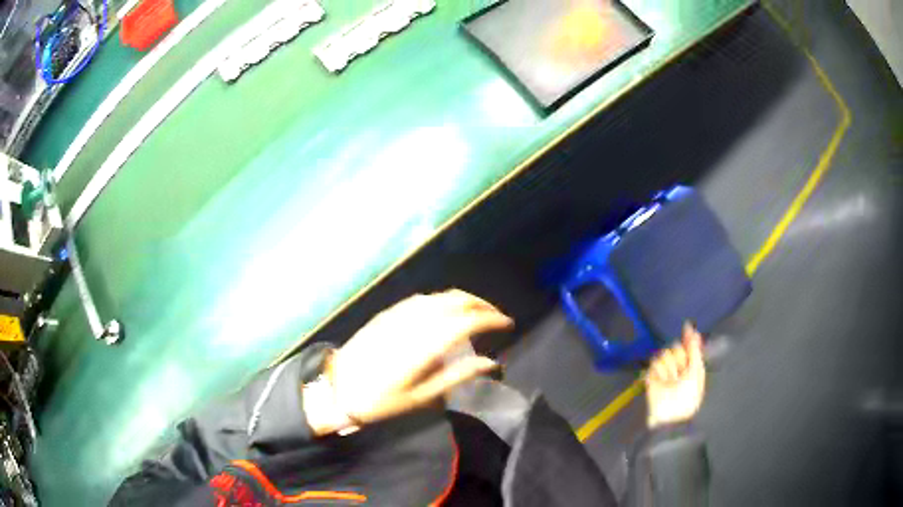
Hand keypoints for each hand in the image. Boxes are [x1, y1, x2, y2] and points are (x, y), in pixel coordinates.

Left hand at [317, 290, 512, 432]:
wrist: (338, 386)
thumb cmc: (382, 399)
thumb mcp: (423, 397)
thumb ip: (458, 376)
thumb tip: (491, 363)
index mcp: (426, 345)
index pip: (468, 321)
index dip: (492, 319)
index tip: (507, 325)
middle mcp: (415, 322)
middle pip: (456, 300)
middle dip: (482, 304)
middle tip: (496, 317)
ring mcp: (400, 314)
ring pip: (440, 296)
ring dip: (464, 299)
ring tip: (478, 312)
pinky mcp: (388, 313)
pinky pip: (422, 299)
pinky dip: (442, 300)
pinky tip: (447, 310)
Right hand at [645, 323, 705, 428]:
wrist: (671, 414)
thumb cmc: (689, 395)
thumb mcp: (697, 371)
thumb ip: (695, 349)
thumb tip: (693, 330)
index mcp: (691, 364)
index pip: (689, 345)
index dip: (688, 336)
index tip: (688, 326)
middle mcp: (678, 365)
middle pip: (676, 347)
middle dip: (679, 357)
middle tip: (681, 371)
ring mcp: (665, 370)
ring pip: (665, 354)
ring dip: (670, 367)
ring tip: (671, 380)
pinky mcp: (652, 375)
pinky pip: (655, 363)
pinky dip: (660, 372)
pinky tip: (663, 381)